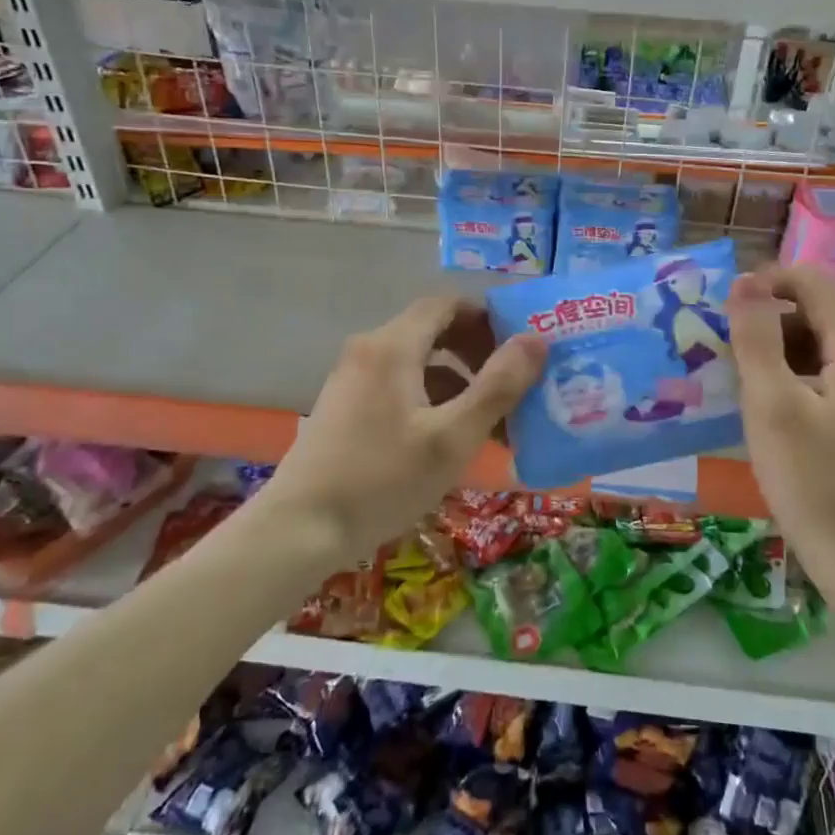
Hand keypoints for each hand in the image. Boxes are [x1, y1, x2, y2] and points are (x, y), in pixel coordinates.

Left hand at [259, 296, 544, 569]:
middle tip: (513, 383)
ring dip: (458, 381)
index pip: (447, 304)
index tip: (521, 345)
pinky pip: (398, 386)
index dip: (487, 317)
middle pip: (432, 331)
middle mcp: (368, 351)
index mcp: (393, 346)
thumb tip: (535, 339)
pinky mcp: (345, 407)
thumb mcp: (452, 437)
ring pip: (417, 363)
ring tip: (491, 420)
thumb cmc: (383, 479)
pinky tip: (449, 439)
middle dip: (477, 352)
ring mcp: (352, 379)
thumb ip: (498, 387)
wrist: (299, 529)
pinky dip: (431, 399)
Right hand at [728, 267, 834, 577]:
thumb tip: (744, 281)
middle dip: (763, 321)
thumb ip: (757, 338)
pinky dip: (786, 382)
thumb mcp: (773, 405)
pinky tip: (759, 411)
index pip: (813, 283)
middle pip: (813, 315)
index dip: (766, 280)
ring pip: (814, 351)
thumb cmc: (814, 481)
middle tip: (717, 351)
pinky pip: (819, 382)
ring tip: (730, 381)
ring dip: (771, 354)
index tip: (721, 306)